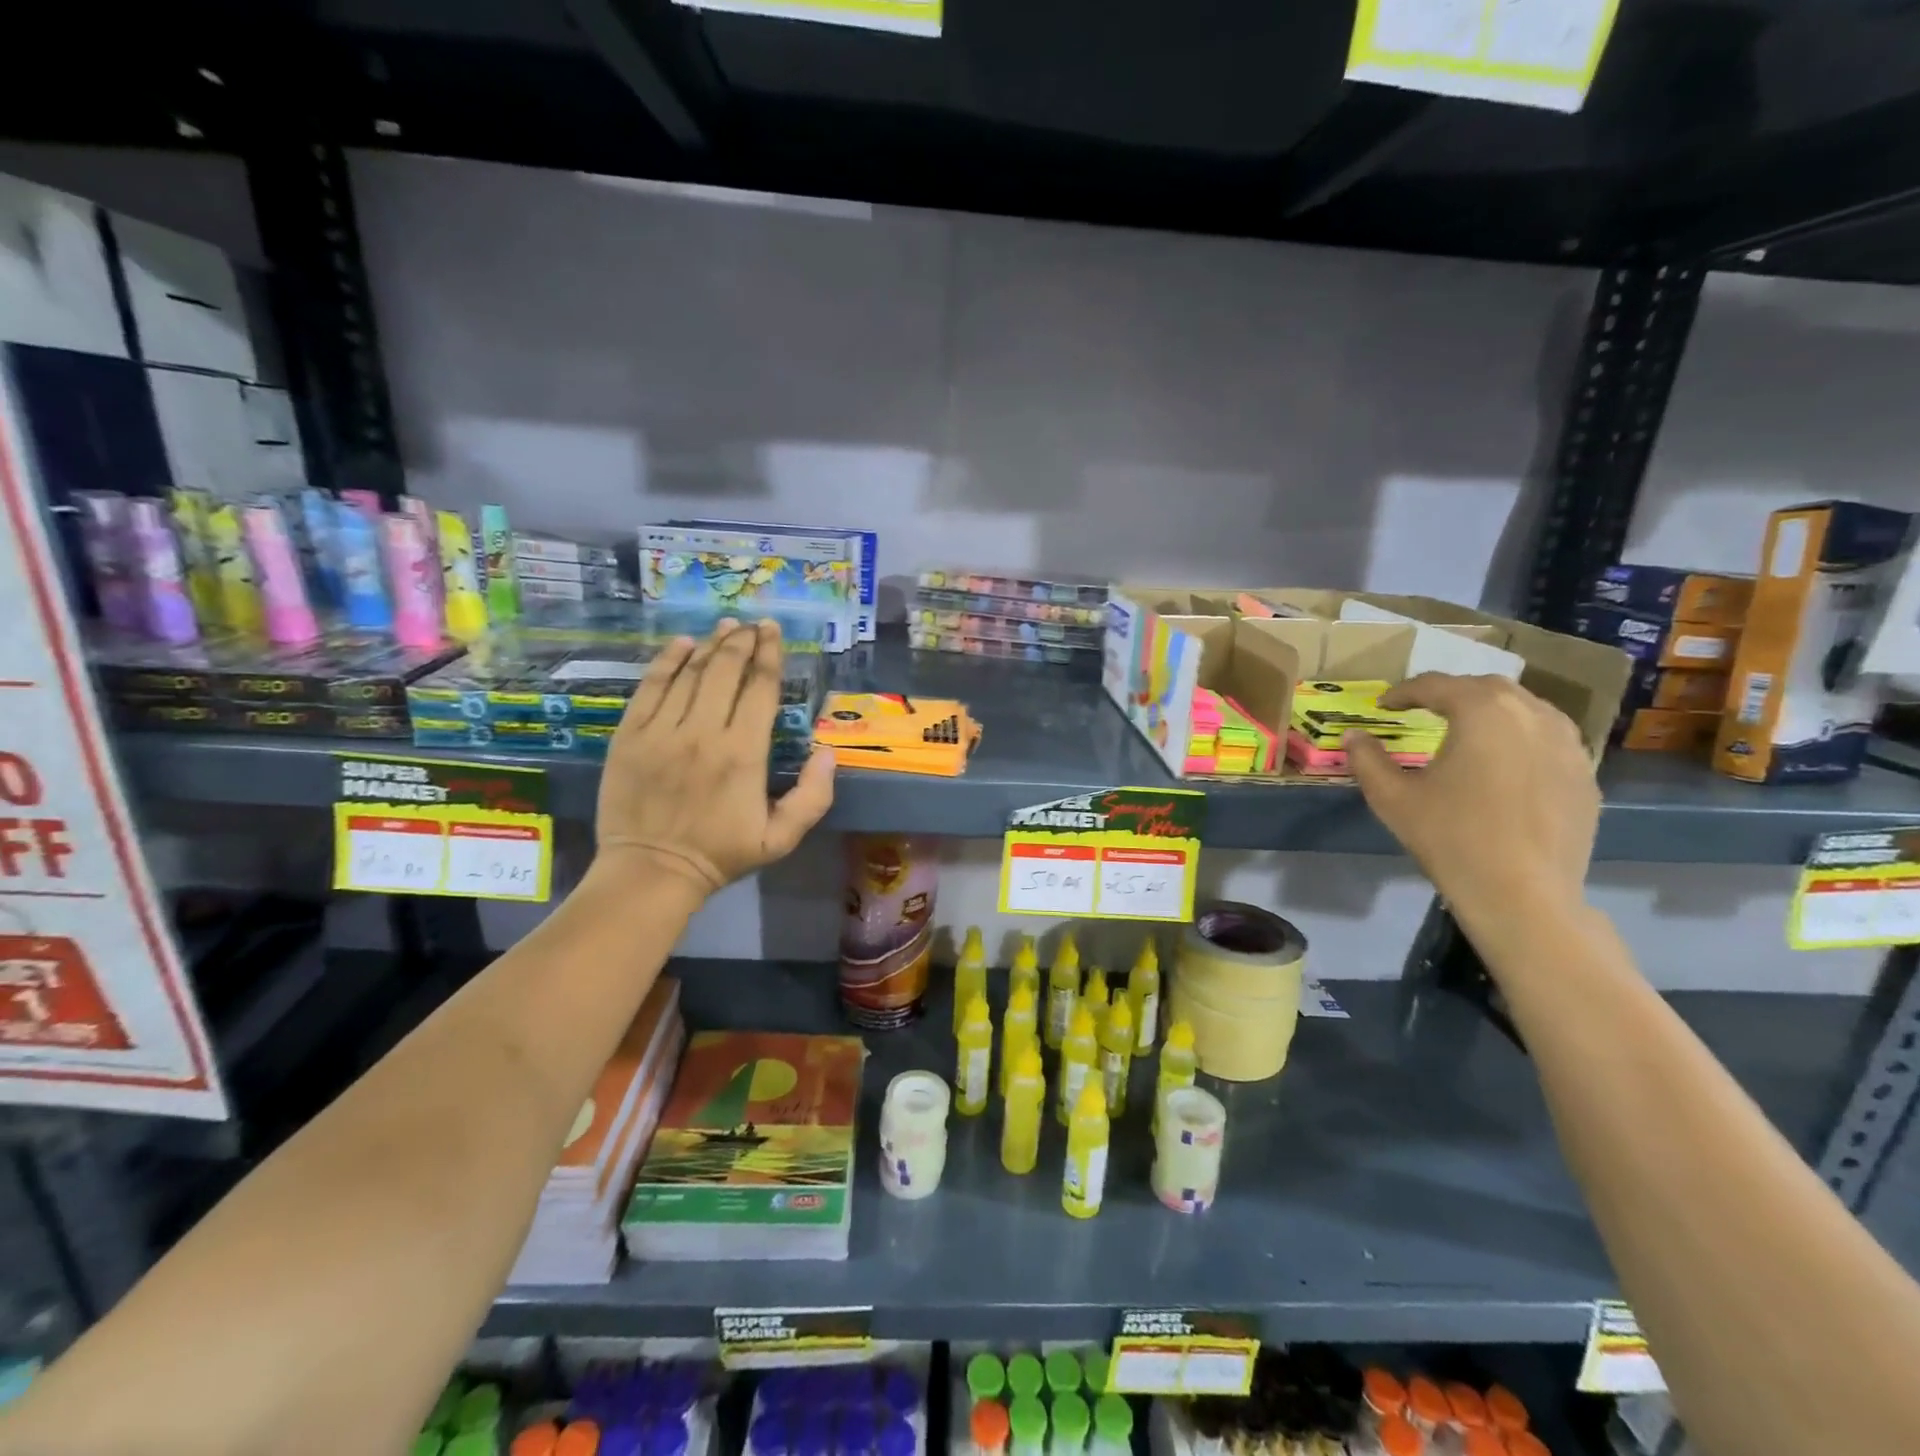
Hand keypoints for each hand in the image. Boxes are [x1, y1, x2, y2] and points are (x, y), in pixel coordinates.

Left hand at [594, 619, 835, 897]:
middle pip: (725, 670)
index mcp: (744, 754)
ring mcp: (662, 731)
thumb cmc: (721, 854)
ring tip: (724, 627)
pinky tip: (680, 644)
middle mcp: (703, 732)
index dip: (769, 655)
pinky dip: (667, 661)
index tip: (773, 631)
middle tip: (751, 625)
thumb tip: (827, 751)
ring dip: (710, 644)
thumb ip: (813, 796)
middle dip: (742, 641)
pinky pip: (650, 687)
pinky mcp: (630, 735)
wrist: (651, 871)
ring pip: (690, 673)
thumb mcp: (781, 839)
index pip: (760, 689)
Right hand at [1343, 673, 1598, 936]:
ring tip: (1467, 729)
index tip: (1383, 706)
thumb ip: (1367, 759)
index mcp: (1481, 712)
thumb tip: (1353, 737)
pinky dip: (1520, 737)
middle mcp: (1531, 714)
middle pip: (1485, 688)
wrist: (1522, 894)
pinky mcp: (1585, 773)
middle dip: (1450, 693)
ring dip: (1491, 710)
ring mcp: (1567, 743)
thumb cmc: (1450, 837)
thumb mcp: (1392, 797)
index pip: (1436, 685)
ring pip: (1525, 708)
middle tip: (1423, 710)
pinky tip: (1505, 762)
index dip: (1403, 692)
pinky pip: (1549, 738)